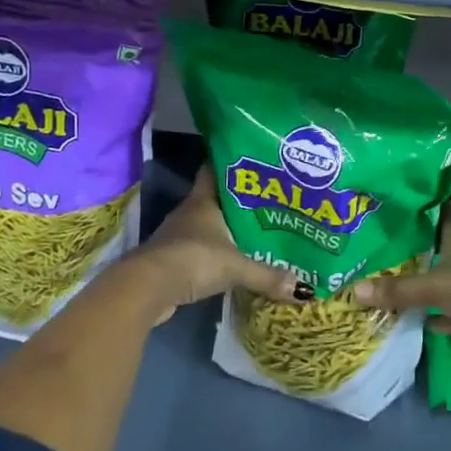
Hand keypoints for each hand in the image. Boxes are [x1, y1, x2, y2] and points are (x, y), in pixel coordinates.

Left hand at [133, 165, 298, 322]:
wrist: (147, 289)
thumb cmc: (193, 259)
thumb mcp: (236, 266)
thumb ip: (267, 275)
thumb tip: (302, 288)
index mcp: (203, 201)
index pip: (214, 170)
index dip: (231, 164)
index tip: (253, 161)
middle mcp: (190, 212)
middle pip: (216, 199)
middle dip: (239, 201)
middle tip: (269, 200)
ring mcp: (179, 236)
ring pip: (209, 226)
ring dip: (227, 229)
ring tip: (258, 231)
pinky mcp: (174, 259)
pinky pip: (202, 250)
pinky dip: (217, 253)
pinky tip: (235, 260)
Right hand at [351, 207, 450, 365]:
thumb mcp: (437, 286)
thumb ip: (399, 290)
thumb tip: (355, 290)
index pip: (434, 210)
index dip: (413, 205)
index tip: (386, 202)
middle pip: (432, 246)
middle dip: (407, 247)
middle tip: (371, 243)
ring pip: (438, 279)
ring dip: (417, 282)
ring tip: (379, 277)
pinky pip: (445, 311)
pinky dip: (429, 315)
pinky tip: (405, 317)